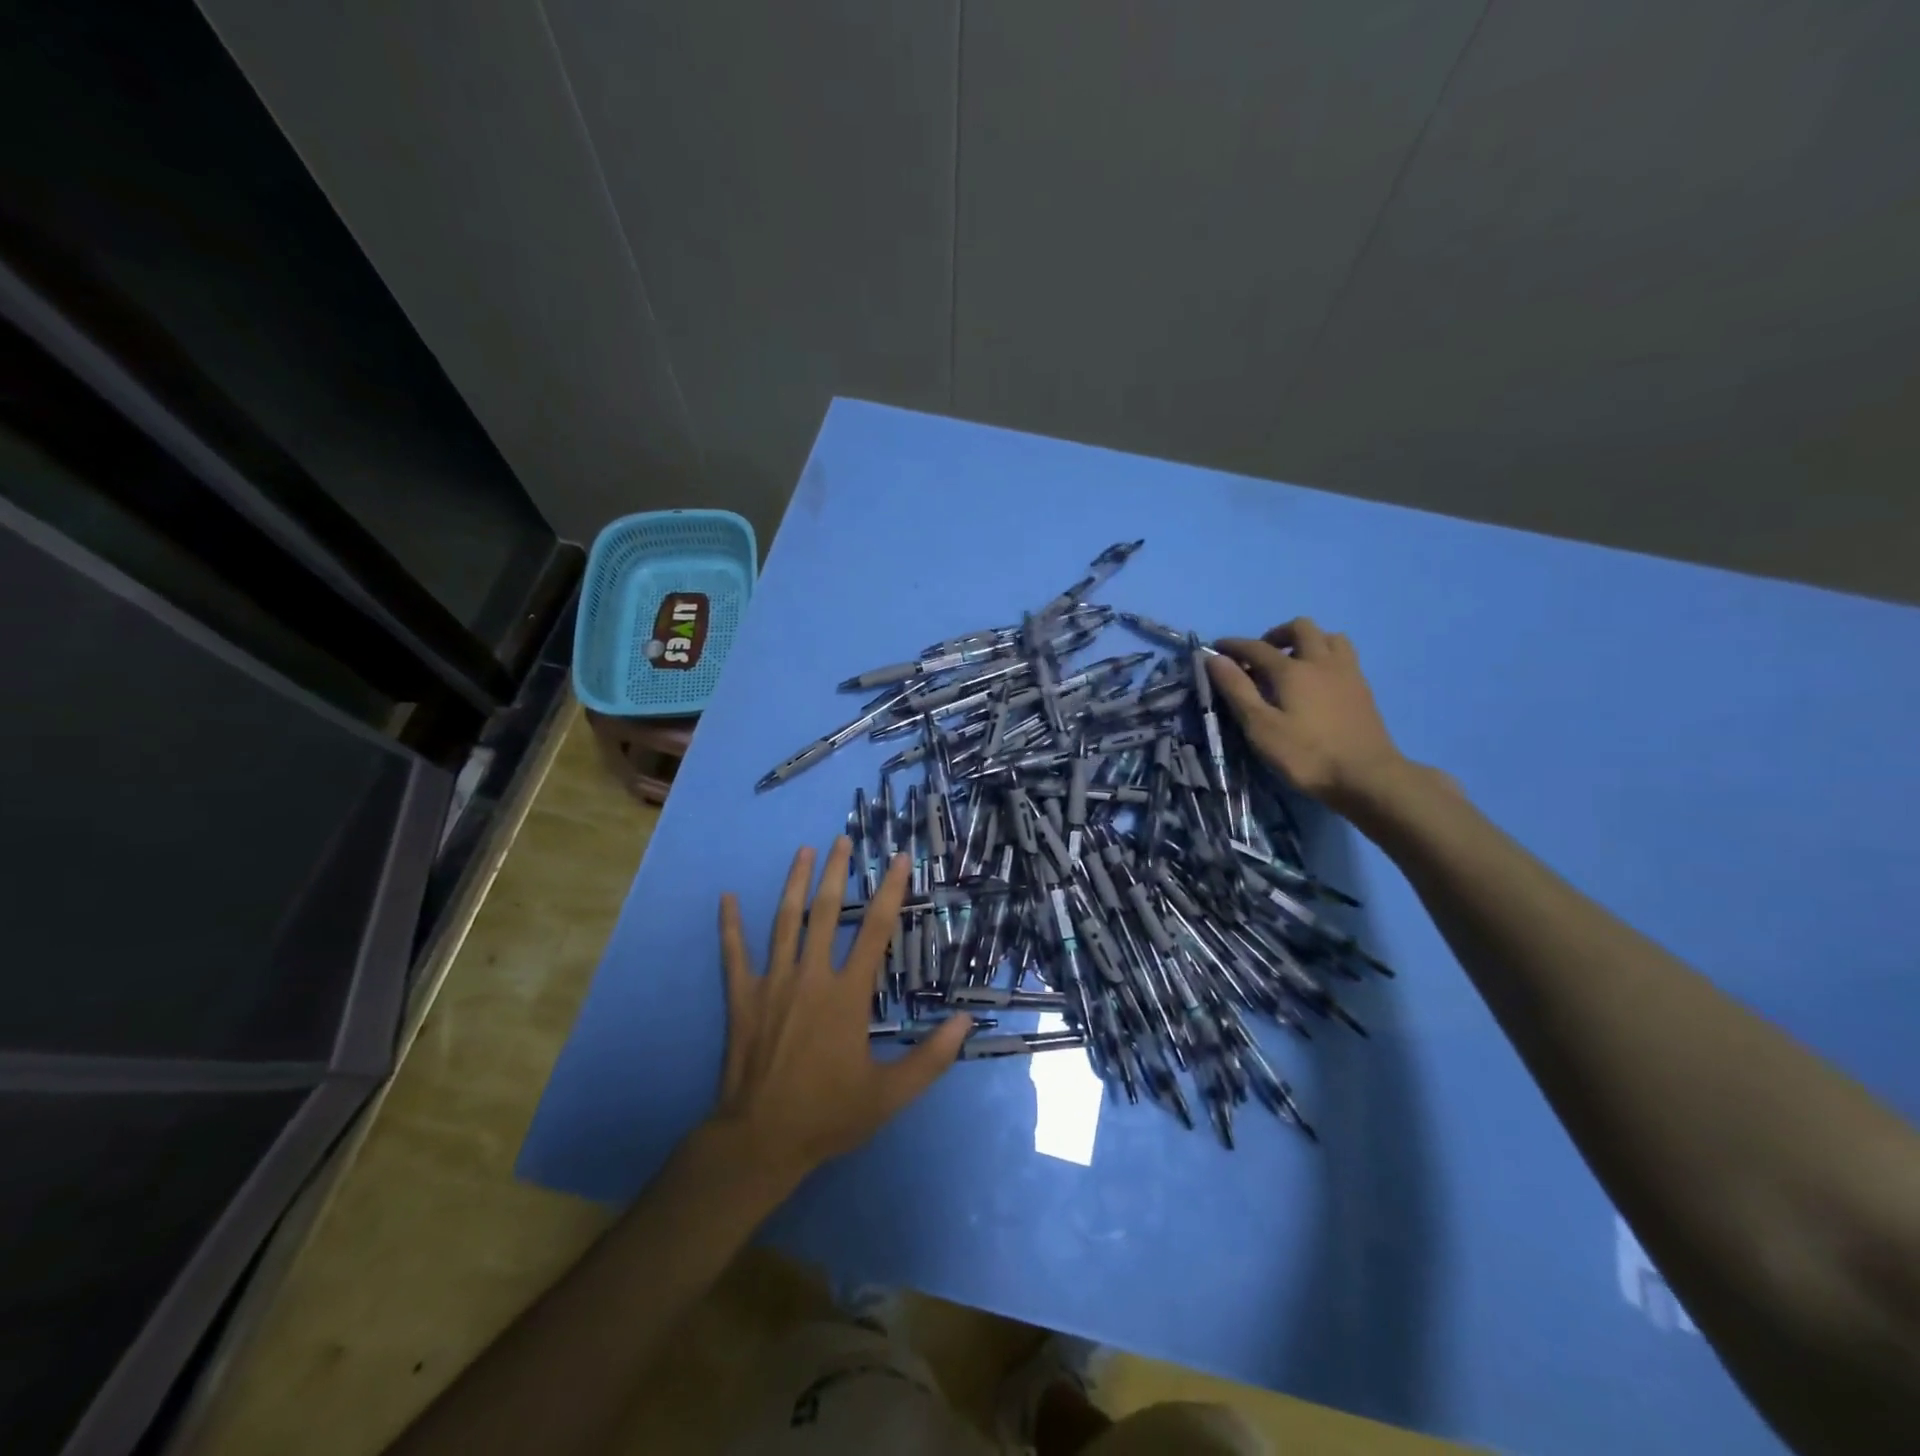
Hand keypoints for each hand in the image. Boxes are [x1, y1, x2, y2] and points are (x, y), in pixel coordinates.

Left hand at [712, 839, 970, 1177]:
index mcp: (847, 996)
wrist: (760, 1141)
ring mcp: (773, 984)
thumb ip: (930, 1058)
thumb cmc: (828, 1115)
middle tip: (842, 839)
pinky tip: (725, 898)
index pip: (876, 931)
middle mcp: (811, 978)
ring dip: (794, 884)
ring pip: (784, 923)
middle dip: (836, 873)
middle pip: (826, 913)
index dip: (891, 892)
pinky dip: (729, 926)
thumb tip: (966, 1022)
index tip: (899, 859)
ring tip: (803, 851)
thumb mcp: (890, 1094)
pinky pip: (734, 955)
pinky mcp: (742, 999)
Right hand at [1208, 618, 1408, 814]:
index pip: (1256, 647)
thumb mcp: (1260, 727)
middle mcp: (1321, 661)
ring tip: (1292, 664)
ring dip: (1306, 641)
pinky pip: (1343, 656)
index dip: (1233, 645)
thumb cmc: (1306, 755)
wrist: (1367, 776)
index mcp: (1292, 670)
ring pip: (1329, 637)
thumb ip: (1237, 690)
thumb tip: (1214, 659)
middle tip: (1260, 657)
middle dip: (1275, 635)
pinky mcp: (1363, 688)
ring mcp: (1347, 672)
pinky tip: (1317, 682)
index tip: (1215, 648)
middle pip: (1300, 628)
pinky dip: (1325, 657)